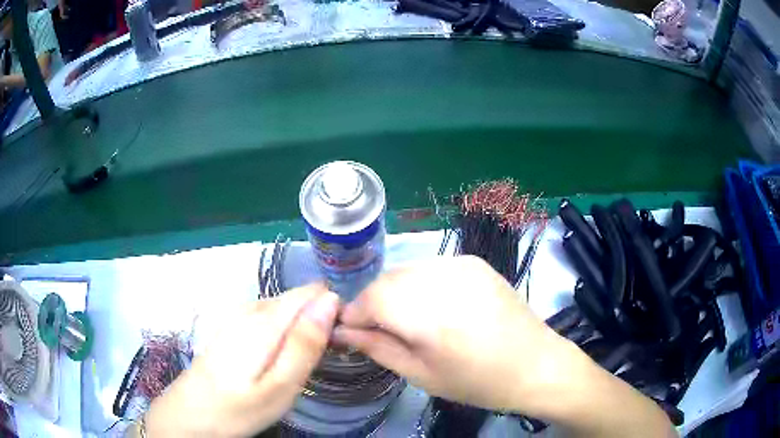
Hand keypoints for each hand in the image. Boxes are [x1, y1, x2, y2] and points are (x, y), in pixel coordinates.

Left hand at [144, 285, 339, 436]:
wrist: (188, 416)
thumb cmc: (236, 409)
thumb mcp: (280, 386)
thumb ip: (305, 343)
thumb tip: (331, 300)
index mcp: (265, 320)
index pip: (311, 292)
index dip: (332, 310)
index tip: (339, 341)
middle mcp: (249, 309)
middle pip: (296, 301)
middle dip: (315, 323)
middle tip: (315, 364)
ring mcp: (236, 318)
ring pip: (282, 312)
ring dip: (298, 331)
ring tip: (297, 367)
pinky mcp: (230, 330)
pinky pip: (267, 321)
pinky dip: (280, 336)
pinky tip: (274, 362)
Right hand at [333, 256, 573, 411]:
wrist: (535, 364)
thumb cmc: (478, 381)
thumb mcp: (421, 375)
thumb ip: (377, 348)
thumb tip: (341, 330)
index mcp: (430, 315)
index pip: (371, 298)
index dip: (353, 312)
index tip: (350, 330)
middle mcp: (444, 278)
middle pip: (386, 280)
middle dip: (373, 303)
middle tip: (378, 330)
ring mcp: (462, 264)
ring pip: (406, 271)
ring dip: (394, 293)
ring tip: (408, 321)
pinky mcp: (474, 261)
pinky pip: (430, 267)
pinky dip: (419, 284)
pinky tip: (434, 308)